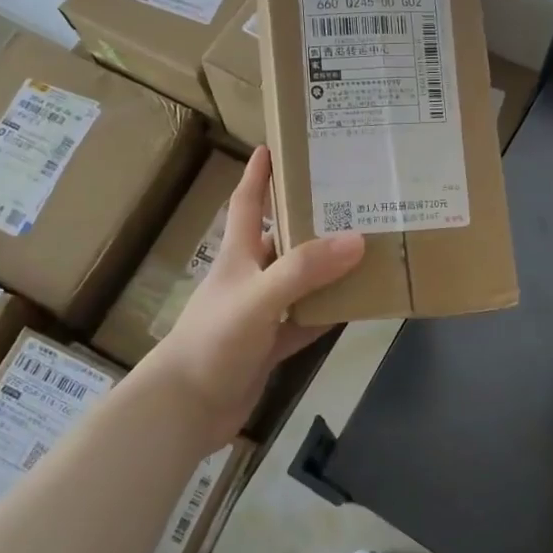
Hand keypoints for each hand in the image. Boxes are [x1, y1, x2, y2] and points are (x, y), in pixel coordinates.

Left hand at [142, 146, 364, 447]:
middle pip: (282, 239)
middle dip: (309, 219)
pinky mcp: (269, 345)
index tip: (274, 145)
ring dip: (326, 269)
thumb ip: (304, 269)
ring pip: (299, 282)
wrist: (186, 407)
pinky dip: (326, 315)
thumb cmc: (214, 339)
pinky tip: (355, 306)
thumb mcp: (259, 296)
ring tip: (365, 247)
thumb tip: (357, 239)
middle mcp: (250, 278)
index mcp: (238, 256)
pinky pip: (305, 322)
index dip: (259, 174)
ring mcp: (260, 313)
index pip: (248, 203)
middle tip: (350, 199)